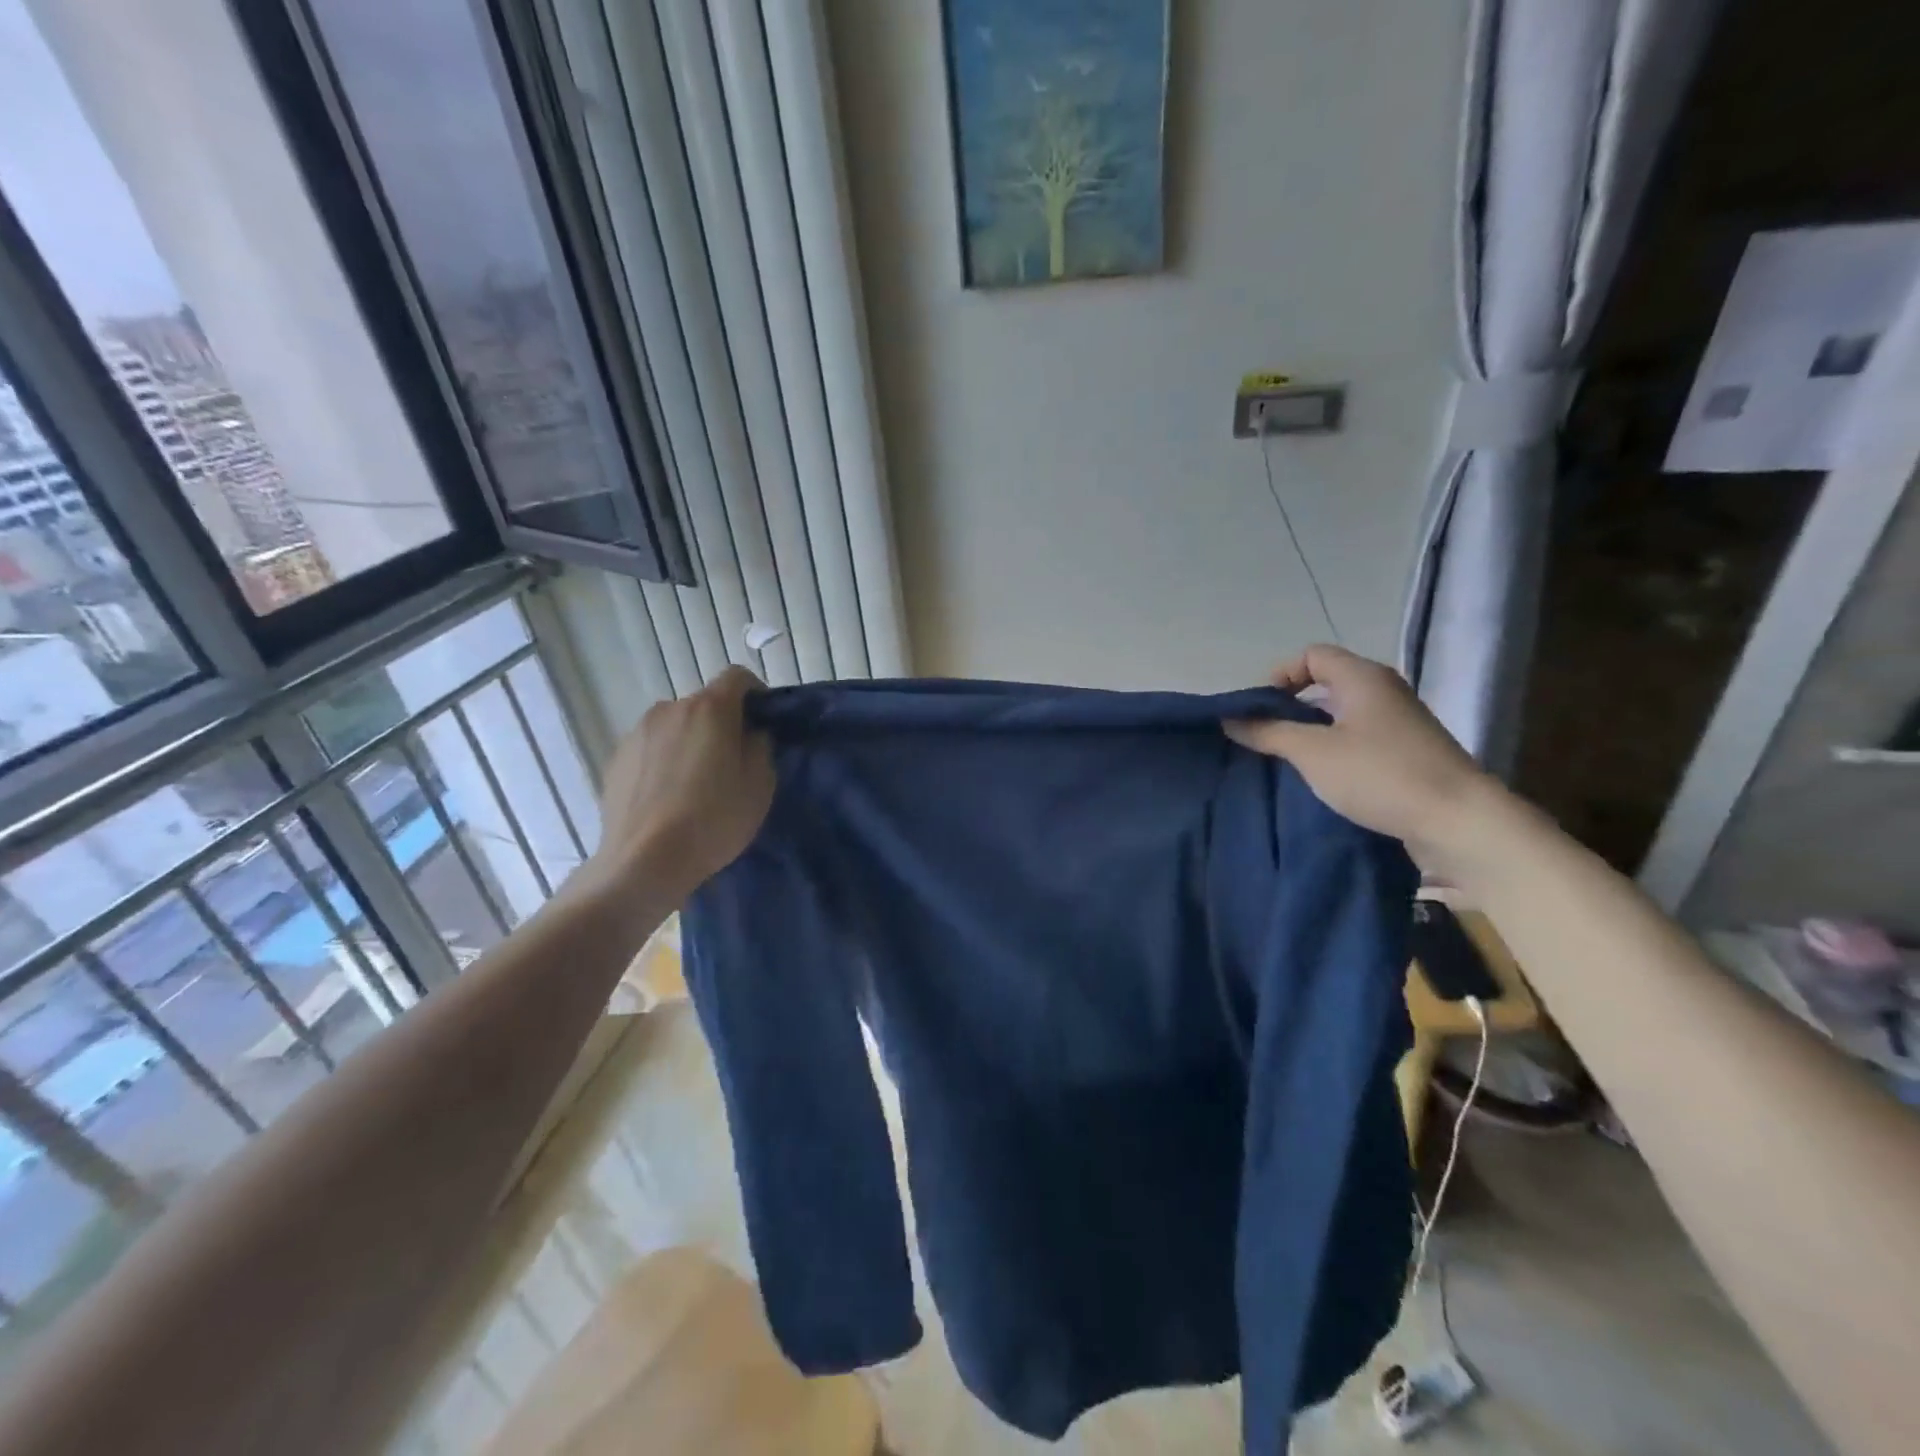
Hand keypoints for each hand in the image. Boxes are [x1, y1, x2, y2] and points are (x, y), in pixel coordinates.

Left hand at [584, 666, 774, 905]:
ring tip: (695, 784)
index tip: (762, 721)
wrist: (645, 861)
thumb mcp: (760, 785)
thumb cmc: (714, 819)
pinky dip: (663, 762)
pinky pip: (650, 750)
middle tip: (731, 762)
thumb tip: (750, 734)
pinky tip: (668, 798)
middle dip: (721, 724)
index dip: (755, 693)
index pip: (737, 678)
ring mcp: (636, 733)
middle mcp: (669, 709)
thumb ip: (760, 747)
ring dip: (689, 743)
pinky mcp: (615, 759)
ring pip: (674, 727)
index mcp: (710, 709)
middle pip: (703, 705)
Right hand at [1223, 645, 1496, 860]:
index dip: (1280, 675)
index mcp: (1363, 678)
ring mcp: (1400, 724)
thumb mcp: (1312, 752)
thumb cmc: (1379, 774)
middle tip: (1266, 735)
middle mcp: (1384, 692)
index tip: (1259, 710)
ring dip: (1311, 731)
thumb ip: (1268, 732)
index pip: (1312, 655)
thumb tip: (1230, 719)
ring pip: (1342, 714)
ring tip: (1287, 760)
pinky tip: (1322, 777)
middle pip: (1327, 683)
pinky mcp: (1408, 754)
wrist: (1458, 821)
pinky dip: (1335, 750)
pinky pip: (1360, 739)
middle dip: (1291, 706)